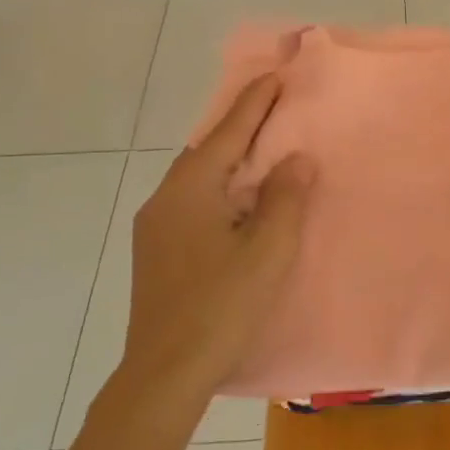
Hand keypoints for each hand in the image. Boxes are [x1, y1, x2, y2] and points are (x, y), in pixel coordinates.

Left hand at [121, 74, 314, 403]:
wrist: (163, 373)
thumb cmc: (221, 306)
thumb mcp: (267, 251)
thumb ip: (285, 199)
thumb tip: (295, 159)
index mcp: (190, 190)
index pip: (227, 133)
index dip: (253, 104)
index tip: (274, 76)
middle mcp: (165, 199)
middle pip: (206, 151)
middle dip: (238, 128)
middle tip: (272, 111)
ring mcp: (154, 227)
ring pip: (196, 179)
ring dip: (227, 161)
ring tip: (259, 155)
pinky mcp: (155, 252)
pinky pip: (191, 201)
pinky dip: (217, 188)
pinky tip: (235, 205)